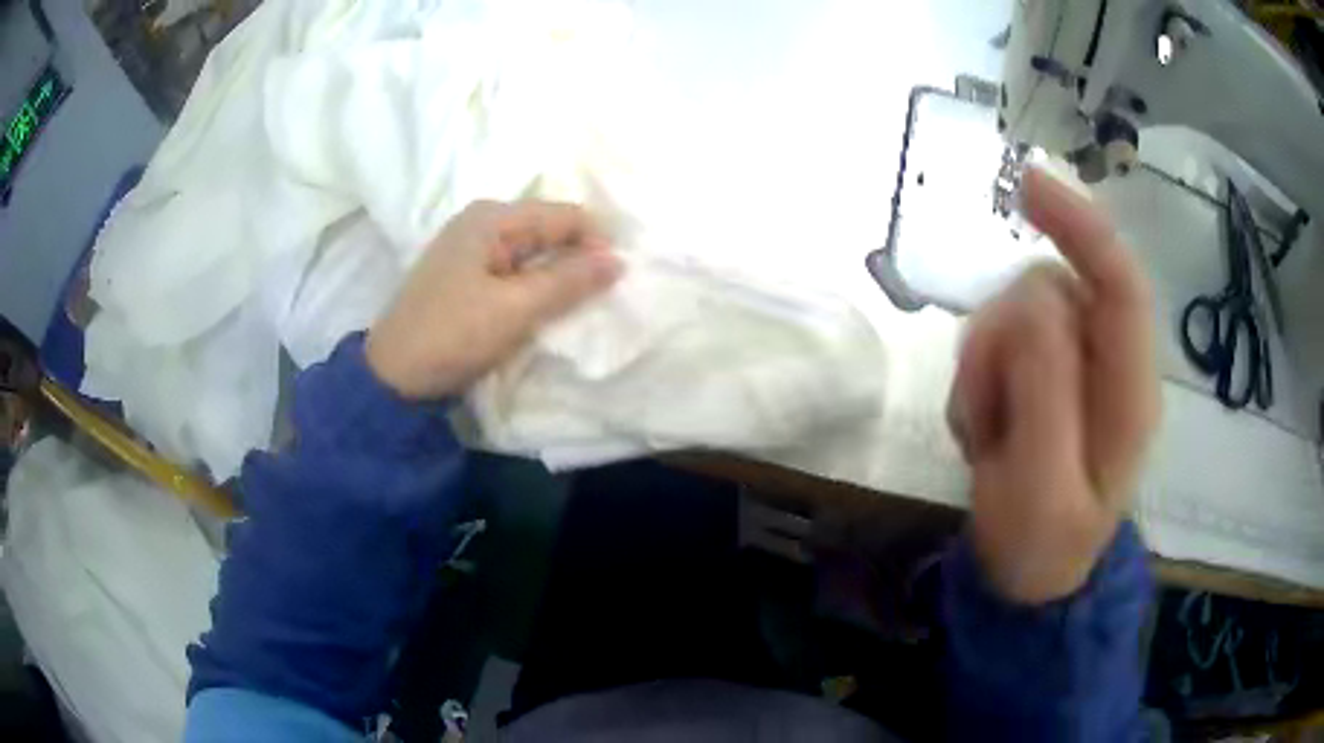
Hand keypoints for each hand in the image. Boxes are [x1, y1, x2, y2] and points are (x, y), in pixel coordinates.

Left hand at [366, 200, 622, 399]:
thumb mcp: (515, 308)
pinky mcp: (465, 275)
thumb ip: (569, 281)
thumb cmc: (452, 335)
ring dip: (557, 275)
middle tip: (604, 294)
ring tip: (579, 304)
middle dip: (578, 258)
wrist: (393, 376)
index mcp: (492, 218)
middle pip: (547, 230)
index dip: (596, 243)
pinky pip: (514, 270)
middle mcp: (481, 222)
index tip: (618, 280)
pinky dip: (534, 285)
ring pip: (532, 252)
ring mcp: (470, 248)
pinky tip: (545, 306)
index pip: (564, 215)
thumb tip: (618, 260)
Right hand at [948, 168, 1158, 603]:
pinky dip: (977, 379)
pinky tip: (985, 427)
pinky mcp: (1044, 371)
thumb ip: (1045, 393)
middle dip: (1005, 338)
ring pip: (1016, 311)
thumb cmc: (1041, 546)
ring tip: (987, 431)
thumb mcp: (1040, 488)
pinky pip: (997, 340)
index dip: (1082, 226)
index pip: (1120, 283)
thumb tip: (1032, 299)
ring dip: (985, 364)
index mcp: (1130, 390)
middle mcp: (1108, 361)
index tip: (1028, 185)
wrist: (1027, 576)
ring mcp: (1074, 364)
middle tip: (987, 408)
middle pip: (1051, 291)